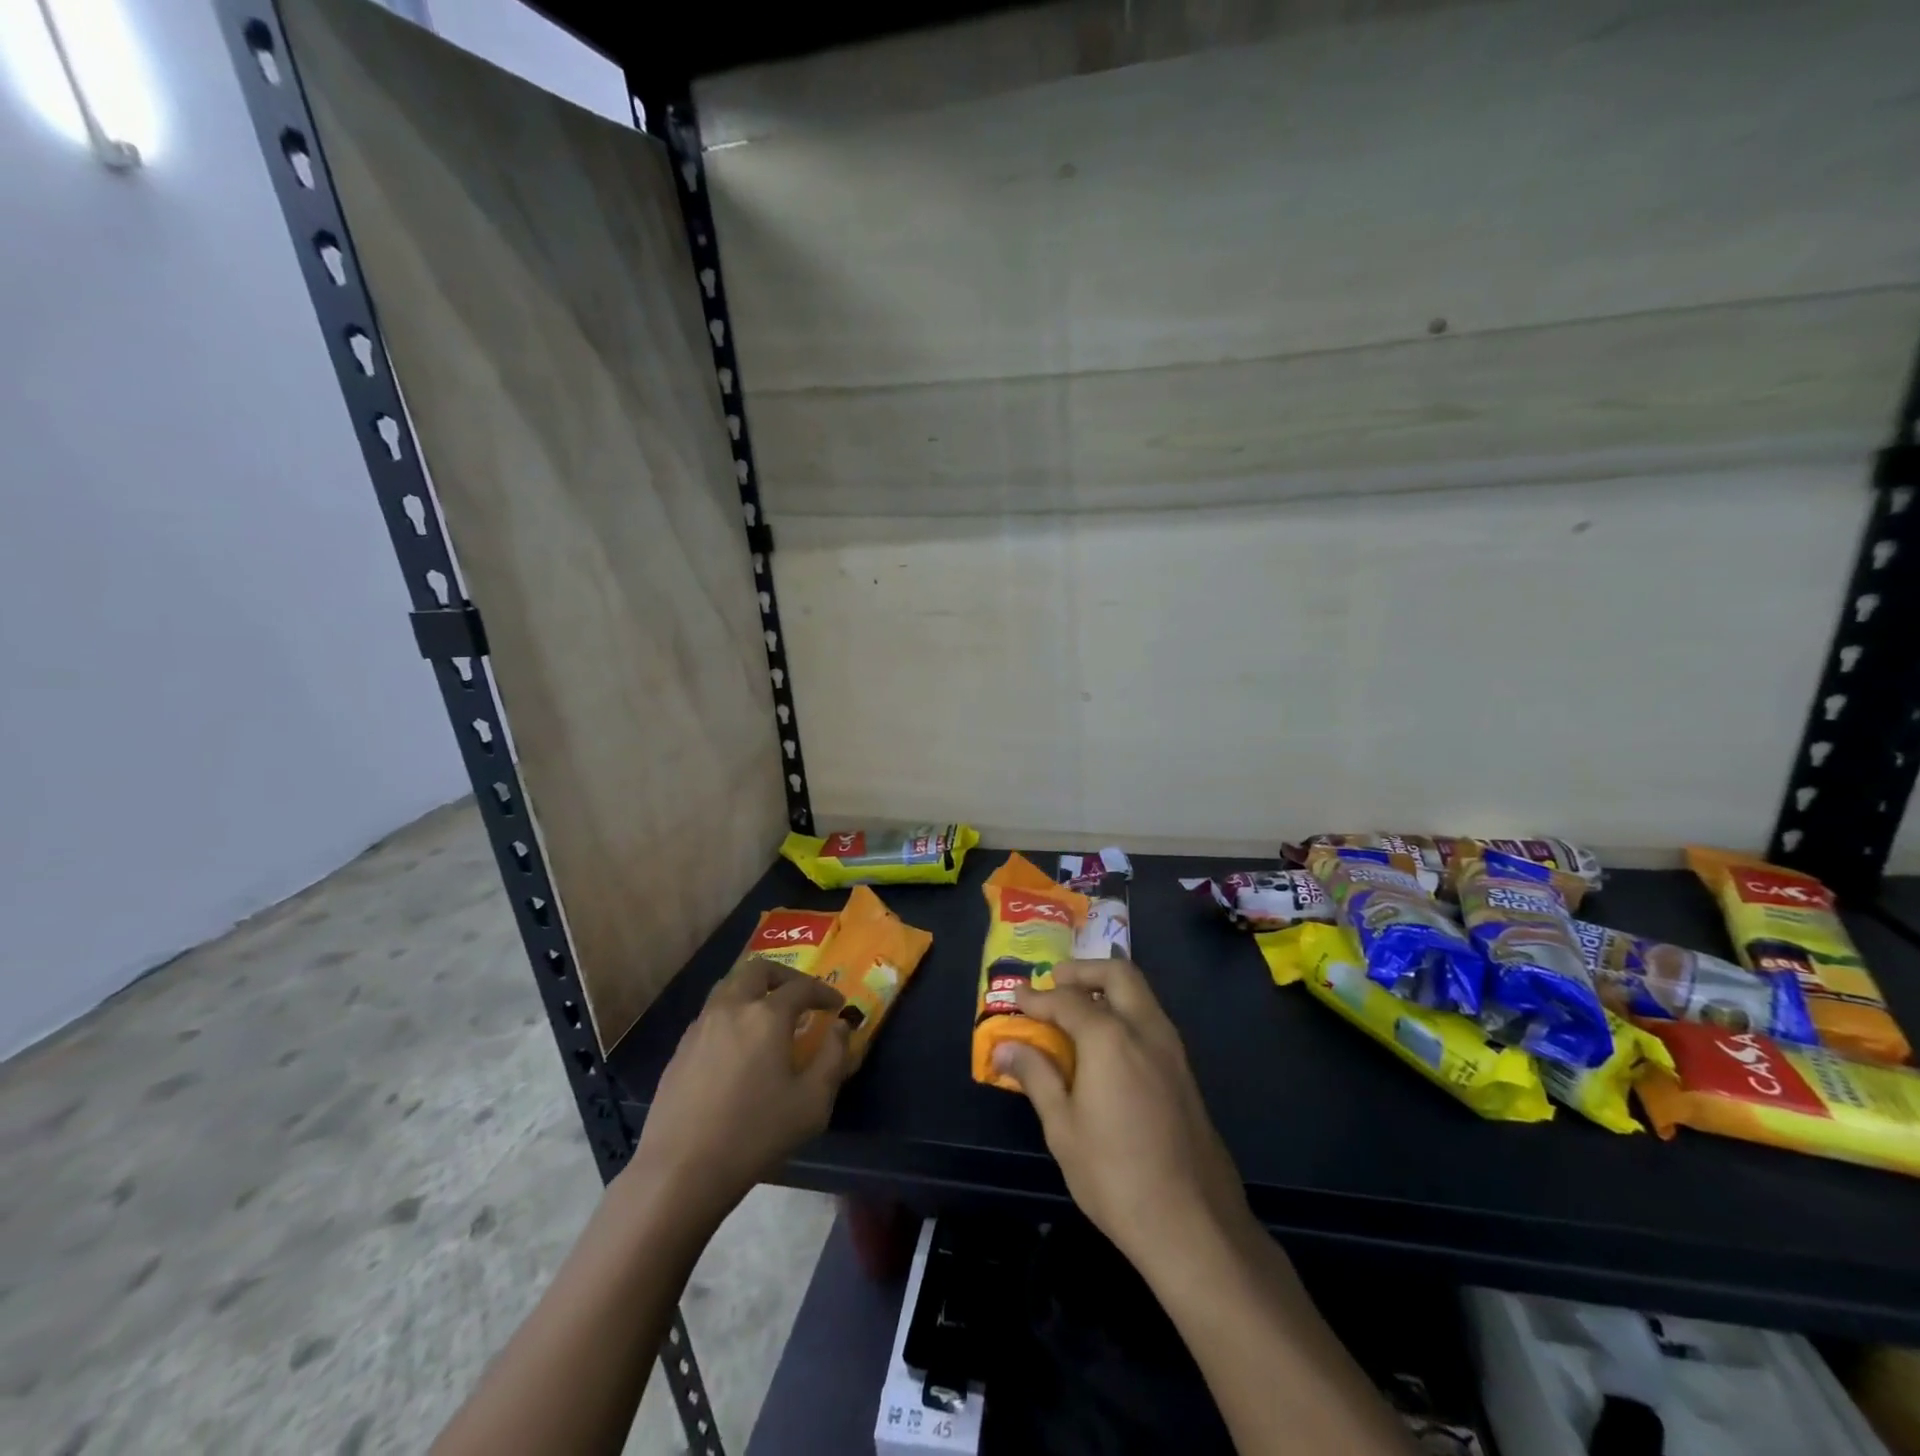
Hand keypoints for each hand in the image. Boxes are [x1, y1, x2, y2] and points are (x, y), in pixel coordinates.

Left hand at [630, 957, 850, 1223]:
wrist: (681, 1171)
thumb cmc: (755, 1134)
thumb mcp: (812, 1102)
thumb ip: (834, 1057)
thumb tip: (841, 1027)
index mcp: (766, 1016)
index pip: (802, 987)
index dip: (823, 992)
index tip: (836, 1005)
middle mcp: (731, 1009)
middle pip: (757, 970)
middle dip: (784, 976)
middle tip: (800, 996)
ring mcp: (700, 1027)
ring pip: (729, 986)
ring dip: (754, 990)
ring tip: (768, 1014)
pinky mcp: (680, 1050)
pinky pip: (711, 1014)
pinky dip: (732, 1014)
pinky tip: (738, 1045)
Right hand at [996, 960, 1254, 1275]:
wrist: (1194, 1224)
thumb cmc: (1115, 1176)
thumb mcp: (1063, 1128)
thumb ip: (1036, 1076)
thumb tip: (1006, 1047)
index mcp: (1110, 1037)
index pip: (1067, 1000)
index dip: (1038, 997)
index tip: (1016, 996)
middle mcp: (1145, 1029)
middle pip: (1118, 973)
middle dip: (1084, 970)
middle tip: (1055, 983)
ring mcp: (1172, 1049)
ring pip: (1141, 993)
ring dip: (1108, 988)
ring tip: (1078, 1009)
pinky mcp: (1185, 1072)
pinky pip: (1152, 1020)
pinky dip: (1126, 1012)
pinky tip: (1108, 1044)